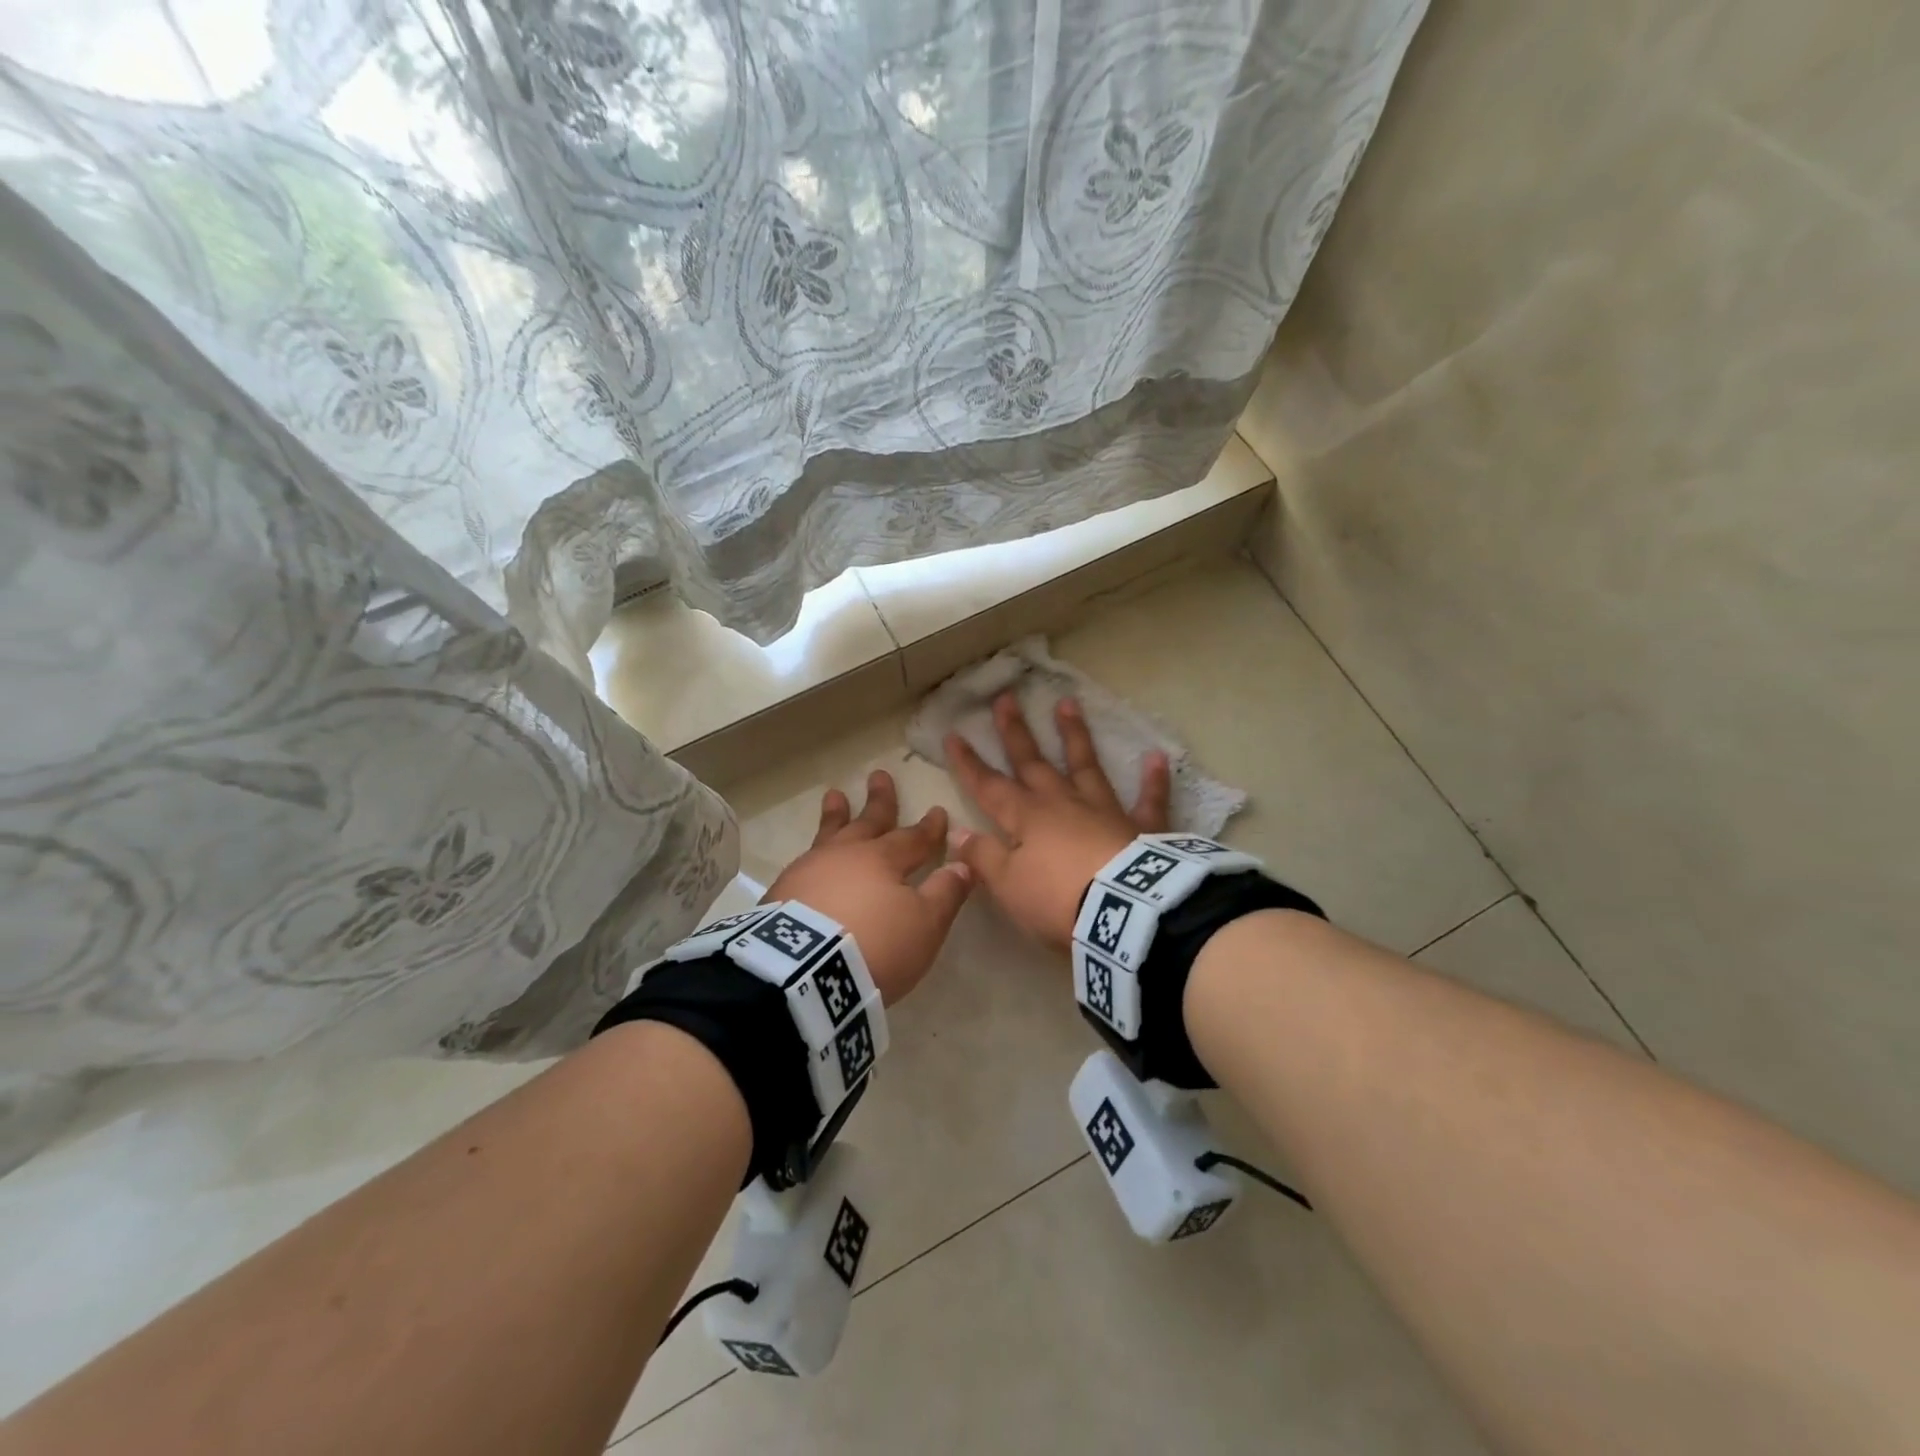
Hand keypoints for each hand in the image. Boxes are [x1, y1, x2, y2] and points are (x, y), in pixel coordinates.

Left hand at [763, 769, 973, 1005]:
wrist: (802, 974)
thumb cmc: (875, 945)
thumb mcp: (924, 924)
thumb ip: (945, 892)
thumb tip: (963, 863)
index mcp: (883, 859)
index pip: (913, 838)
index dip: (929, 827)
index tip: (938, 811)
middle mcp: (845, 856)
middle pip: (867, 822)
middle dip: (879, 801)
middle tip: (878, 775)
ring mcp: (808, 872)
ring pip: (829, 835)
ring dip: (836, 815)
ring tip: (834, 796)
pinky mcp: (781, 894)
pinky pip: (803, 863)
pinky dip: (812, 854)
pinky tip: (808, 858)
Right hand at [945, 693, 1169, 949]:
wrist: (1124, 912)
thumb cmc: (1058, 899)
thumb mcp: (1008, 885)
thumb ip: (983, 856)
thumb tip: (958, 832)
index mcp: (1026, 818)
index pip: (989, 786)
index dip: (969, 763)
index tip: (955, 734)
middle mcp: (1062, 803)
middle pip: (1033, 763)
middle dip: (1016, 732)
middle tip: (1006, 698)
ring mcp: (1104, 810)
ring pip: (1085, 765)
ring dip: (1075, 735)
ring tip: (1068, 703)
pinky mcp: (1142, 827)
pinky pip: (1148, 799)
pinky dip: (1153, 780)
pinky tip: (1156, 757)